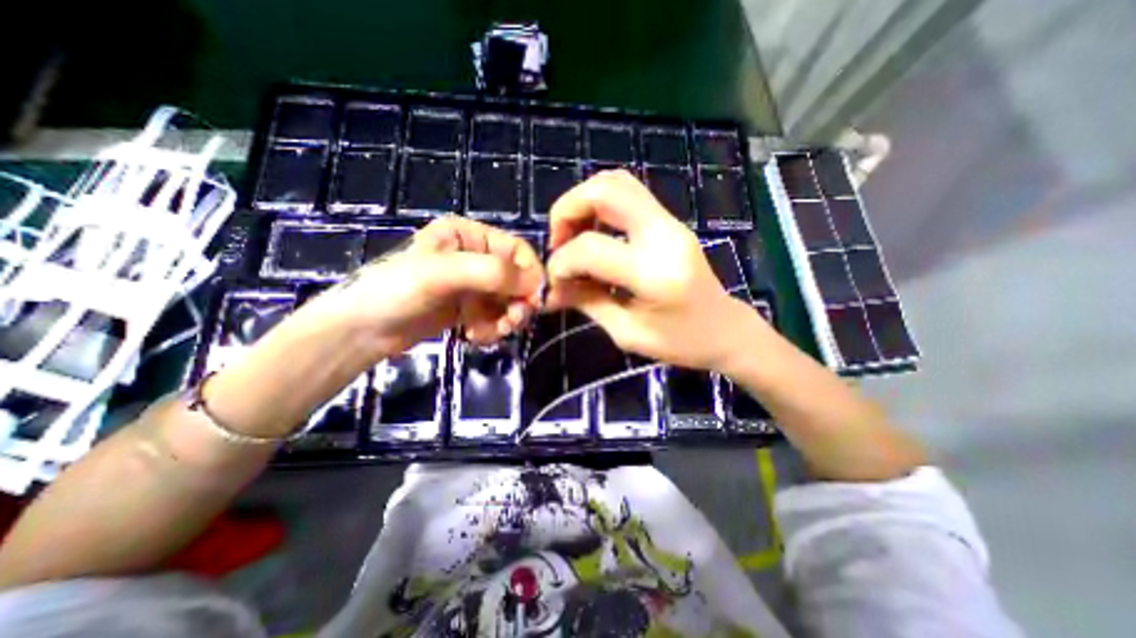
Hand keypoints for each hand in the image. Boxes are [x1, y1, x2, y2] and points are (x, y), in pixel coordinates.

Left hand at [308, 217, 541, 356]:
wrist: (361, 331)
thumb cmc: (396, 291)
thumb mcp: (442, 275)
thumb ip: (491, 273)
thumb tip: (535, 285)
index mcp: (469, 236)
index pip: (517, 250)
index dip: (530, 275)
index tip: (533, 302)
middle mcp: (475, 256)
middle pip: (516, 278)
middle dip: (518, 303)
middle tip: (512, 323)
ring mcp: (472, 284)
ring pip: (508, 300)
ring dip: (506, 319)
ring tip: (490, 333)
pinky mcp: (468, 307)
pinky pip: (495, 316)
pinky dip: (492, 328)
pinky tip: (475, 336)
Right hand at [546, 169, 766, 370]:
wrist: (726, 329)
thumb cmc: (680, 342)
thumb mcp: (627, 332)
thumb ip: (586, 303)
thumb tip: (550, 291)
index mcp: (654, 272)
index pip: (591, 248)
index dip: (562, 262)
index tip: (554, 281)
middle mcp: (664, 235)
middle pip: (606, 190)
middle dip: (567, 209)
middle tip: (557, 242)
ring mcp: (671, 222)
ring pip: (617, 183)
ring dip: (583, 203)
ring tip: (571, 236)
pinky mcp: (670, 222)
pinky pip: (628, 195)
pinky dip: (599, 206)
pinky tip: (592, 234)